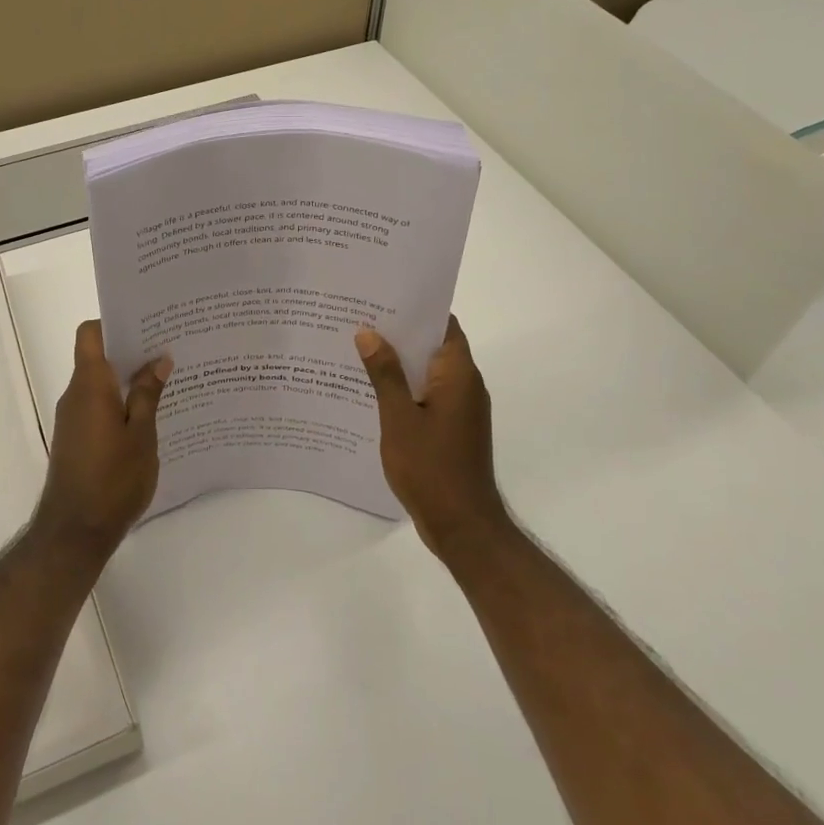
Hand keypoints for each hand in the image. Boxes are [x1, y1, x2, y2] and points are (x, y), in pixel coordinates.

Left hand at [33, 321, 169, 559]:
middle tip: (168, 350)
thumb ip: (148, 394)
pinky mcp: (75, 439)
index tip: (145, 325)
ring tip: (166, 382)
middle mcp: (75, 395)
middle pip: (97, 356)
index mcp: (89, 385)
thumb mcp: (141, 435)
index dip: (113, 323)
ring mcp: (72, 418)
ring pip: (99, 384)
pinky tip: (148, 417)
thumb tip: (158, 360)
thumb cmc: (112, 480)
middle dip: (130, 351)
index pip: (90, 334)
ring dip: (127, 380)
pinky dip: (119, 403)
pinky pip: (97, 406)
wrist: (74, 532)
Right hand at [355, 317, 510, 562]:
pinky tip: (371, 391)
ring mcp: (461, 409)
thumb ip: (384, 374)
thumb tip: (368, 332)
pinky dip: (404, 387)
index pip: (443, 324)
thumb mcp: (399, 418)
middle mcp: (466, 385)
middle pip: (433, 346)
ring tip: (357, 350)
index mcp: (458, 375)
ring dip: (399, 362)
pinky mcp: (453, 428)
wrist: (463, 527)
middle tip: (358, 320)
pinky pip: (427, 394)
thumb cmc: (431, 468)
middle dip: (399, 333)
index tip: (382, 297)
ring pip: (428, 372)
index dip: (415, 308)